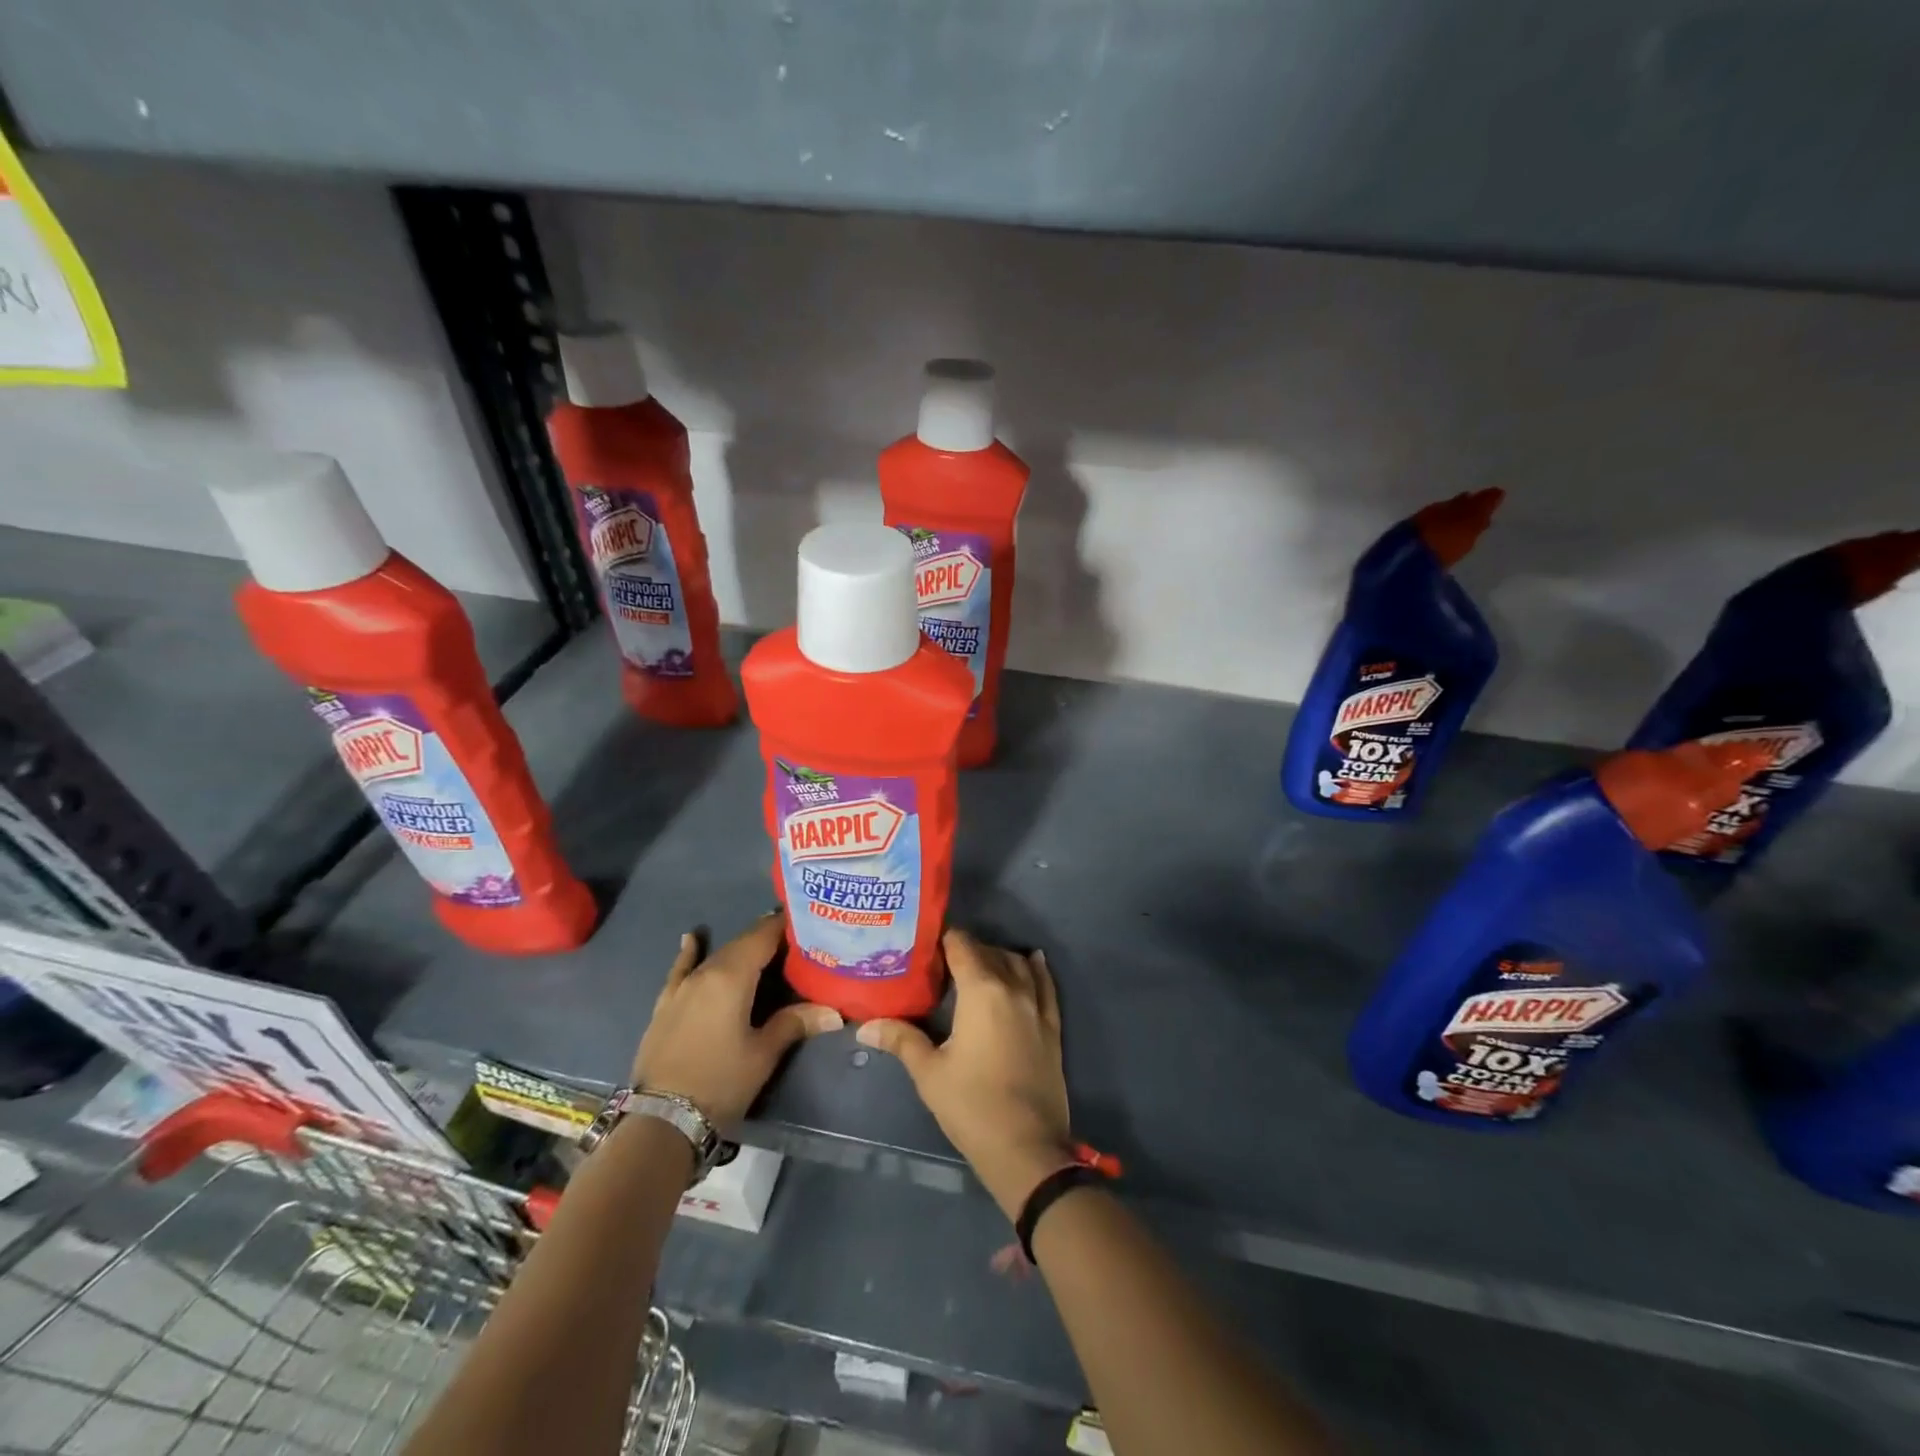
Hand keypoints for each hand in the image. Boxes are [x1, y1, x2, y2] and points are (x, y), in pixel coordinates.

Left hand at [632, 913, 842, 1125]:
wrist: (662, 1120)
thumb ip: (795, 1023)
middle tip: (795, 941)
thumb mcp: (763, 1054)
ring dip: (740, 949)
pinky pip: (681, 970)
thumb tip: (834, 1012)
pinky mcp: (666, 1005)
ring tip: (763, 944)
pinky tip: (691, 938)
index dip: (785, 926)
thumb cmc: (720, 1082)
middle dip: (767, 939)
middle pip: (741, 944)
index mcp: (732, 976)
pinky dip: (689, 953)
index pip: (763, 936)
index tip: (807, 921)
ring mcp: (682, 987)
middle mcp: (706, 972)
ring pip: (717, 956)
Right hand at [857, 928, 1074, 1218]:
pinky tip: (1032, 960)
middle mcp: (1013, 987)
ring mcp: (1037, 1006)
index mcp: (981, 990)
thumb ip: (901, 1040)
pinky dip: (1036, 968)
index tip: (924, 946)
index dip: (942, 940)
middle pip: (989, 952)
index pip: (962, 946)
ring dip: (998, 957)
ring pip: (1018, 963)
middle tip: (941, 964)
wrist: (1027, 1148)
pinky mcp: (1052, 1026)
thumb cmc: (972, 1106)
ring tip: (977, 967)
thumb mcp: (929, 1072)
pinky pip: (1046, 984)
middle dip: (966, 950)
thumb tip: (864, 1025)